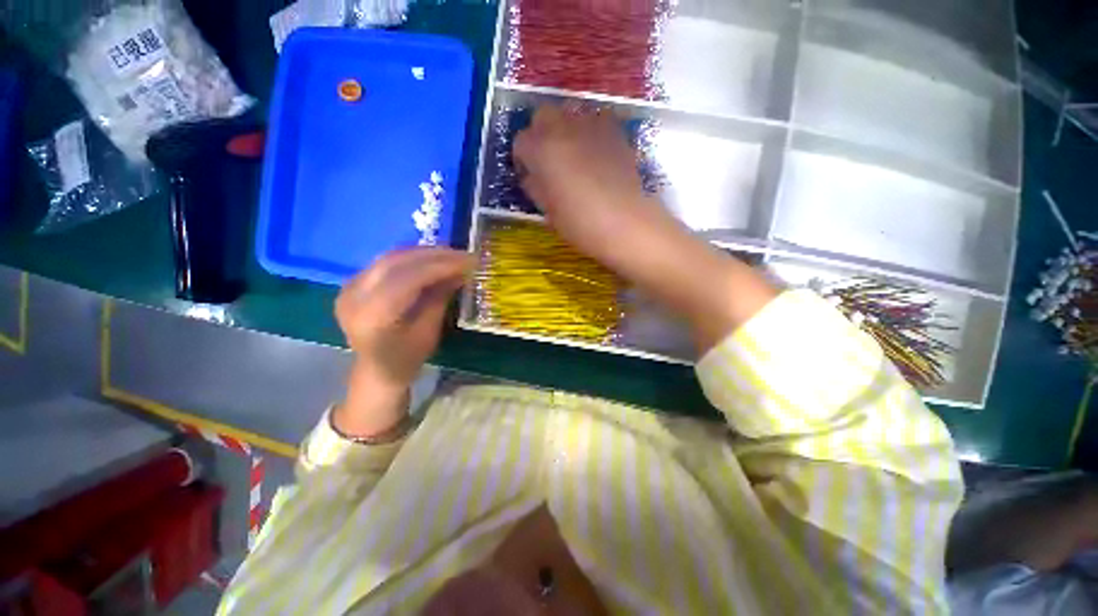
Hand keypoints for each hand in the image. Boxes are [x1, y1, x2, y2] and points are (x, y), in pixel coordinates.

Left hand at [334, 248, 472, 436]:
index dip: (440, 267)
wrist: (376, 370)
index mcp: (372, 317)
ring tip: (451, 254)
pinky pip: (386, 262)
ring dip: (424, 252)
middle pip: (396, 262)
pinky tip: (432, 259)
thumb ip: (440, 298)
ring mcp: (349, 288)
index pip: (408, 279)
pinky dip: (412, 257)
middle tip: (463, 254)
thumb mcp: (429, 332)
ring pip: (390, 257)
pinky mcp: (352, 283)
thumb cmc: (406, 359)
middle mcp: (353, 297)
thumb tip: (461, 271)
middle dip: (434, 255)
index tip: (469, 261)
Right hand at [513, 106, 669, 268]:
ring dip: (566, 130)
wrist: (625, 222)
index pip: (521, 142)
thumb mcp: (548, 211)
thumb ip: (535, 187)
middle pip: (543, 115)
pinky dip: (591, 132)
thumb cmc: (580, 223)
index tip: (531, 176)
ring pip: (570, 113)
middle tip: (549, 160)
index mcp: (541, 150)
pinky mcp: (616, 130)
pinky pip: (596, 120)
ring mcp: (592, 125)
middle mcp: (563, 128)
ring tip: (574, 156)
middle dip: (541, 134)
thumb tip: (532, 177)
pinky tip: (597, 154)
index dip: (523, 159)